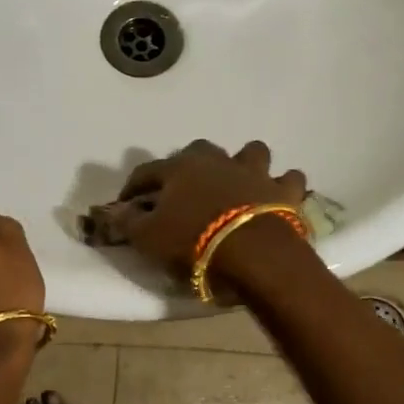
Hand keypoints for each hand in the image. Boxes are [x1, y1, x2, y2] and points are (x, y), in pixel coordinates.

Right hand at [102, 139, 307, 280]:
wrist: (252, 253)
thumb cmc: (193, 243)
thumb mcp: (148, 238)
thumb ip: (129, 222)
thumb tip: (113, 212)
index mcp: (180, 169)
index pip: (148, 171)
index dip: (134, 186)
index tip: (126, 202)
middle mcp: (217, 161)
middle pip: (199, 150)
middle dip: (191, 163)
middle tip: (186, 188)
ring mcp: (254, 172)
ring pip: (251, 152)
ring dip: (245, 163)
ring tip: (239, 183)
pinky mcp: (284, 191)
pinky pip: (289, 179)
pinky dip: (284, 185)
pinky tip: (279, 196)